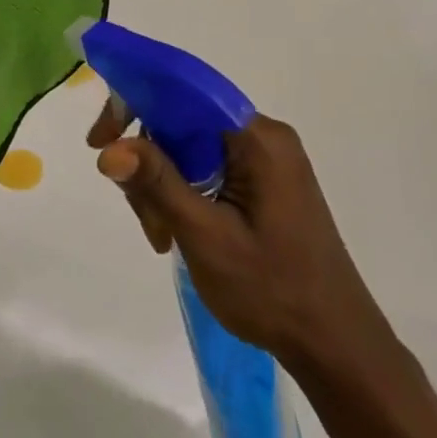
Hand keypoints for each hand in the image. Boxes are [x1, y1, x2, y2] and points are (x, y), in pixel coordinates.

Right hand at [88, 102, 392, 368]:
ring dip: (165, 187)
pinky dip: (185, 195)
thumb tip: (109, 148)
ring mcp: (267, 161)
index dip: (136, 104)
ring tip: (164, 239)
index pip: (183, 92)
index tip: (99, 141)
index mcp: (257, 138)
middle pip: (183, 123)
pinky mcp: (266, 184)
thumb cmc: (273, 290)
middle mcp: (264, 137)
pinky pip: (209, 169)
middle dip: (151, 162)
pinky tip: (178, 235)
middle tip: (144, 218)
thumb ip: (158, 184)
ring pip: (191, 149)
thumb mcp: (205, 236)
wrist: (336, 345)